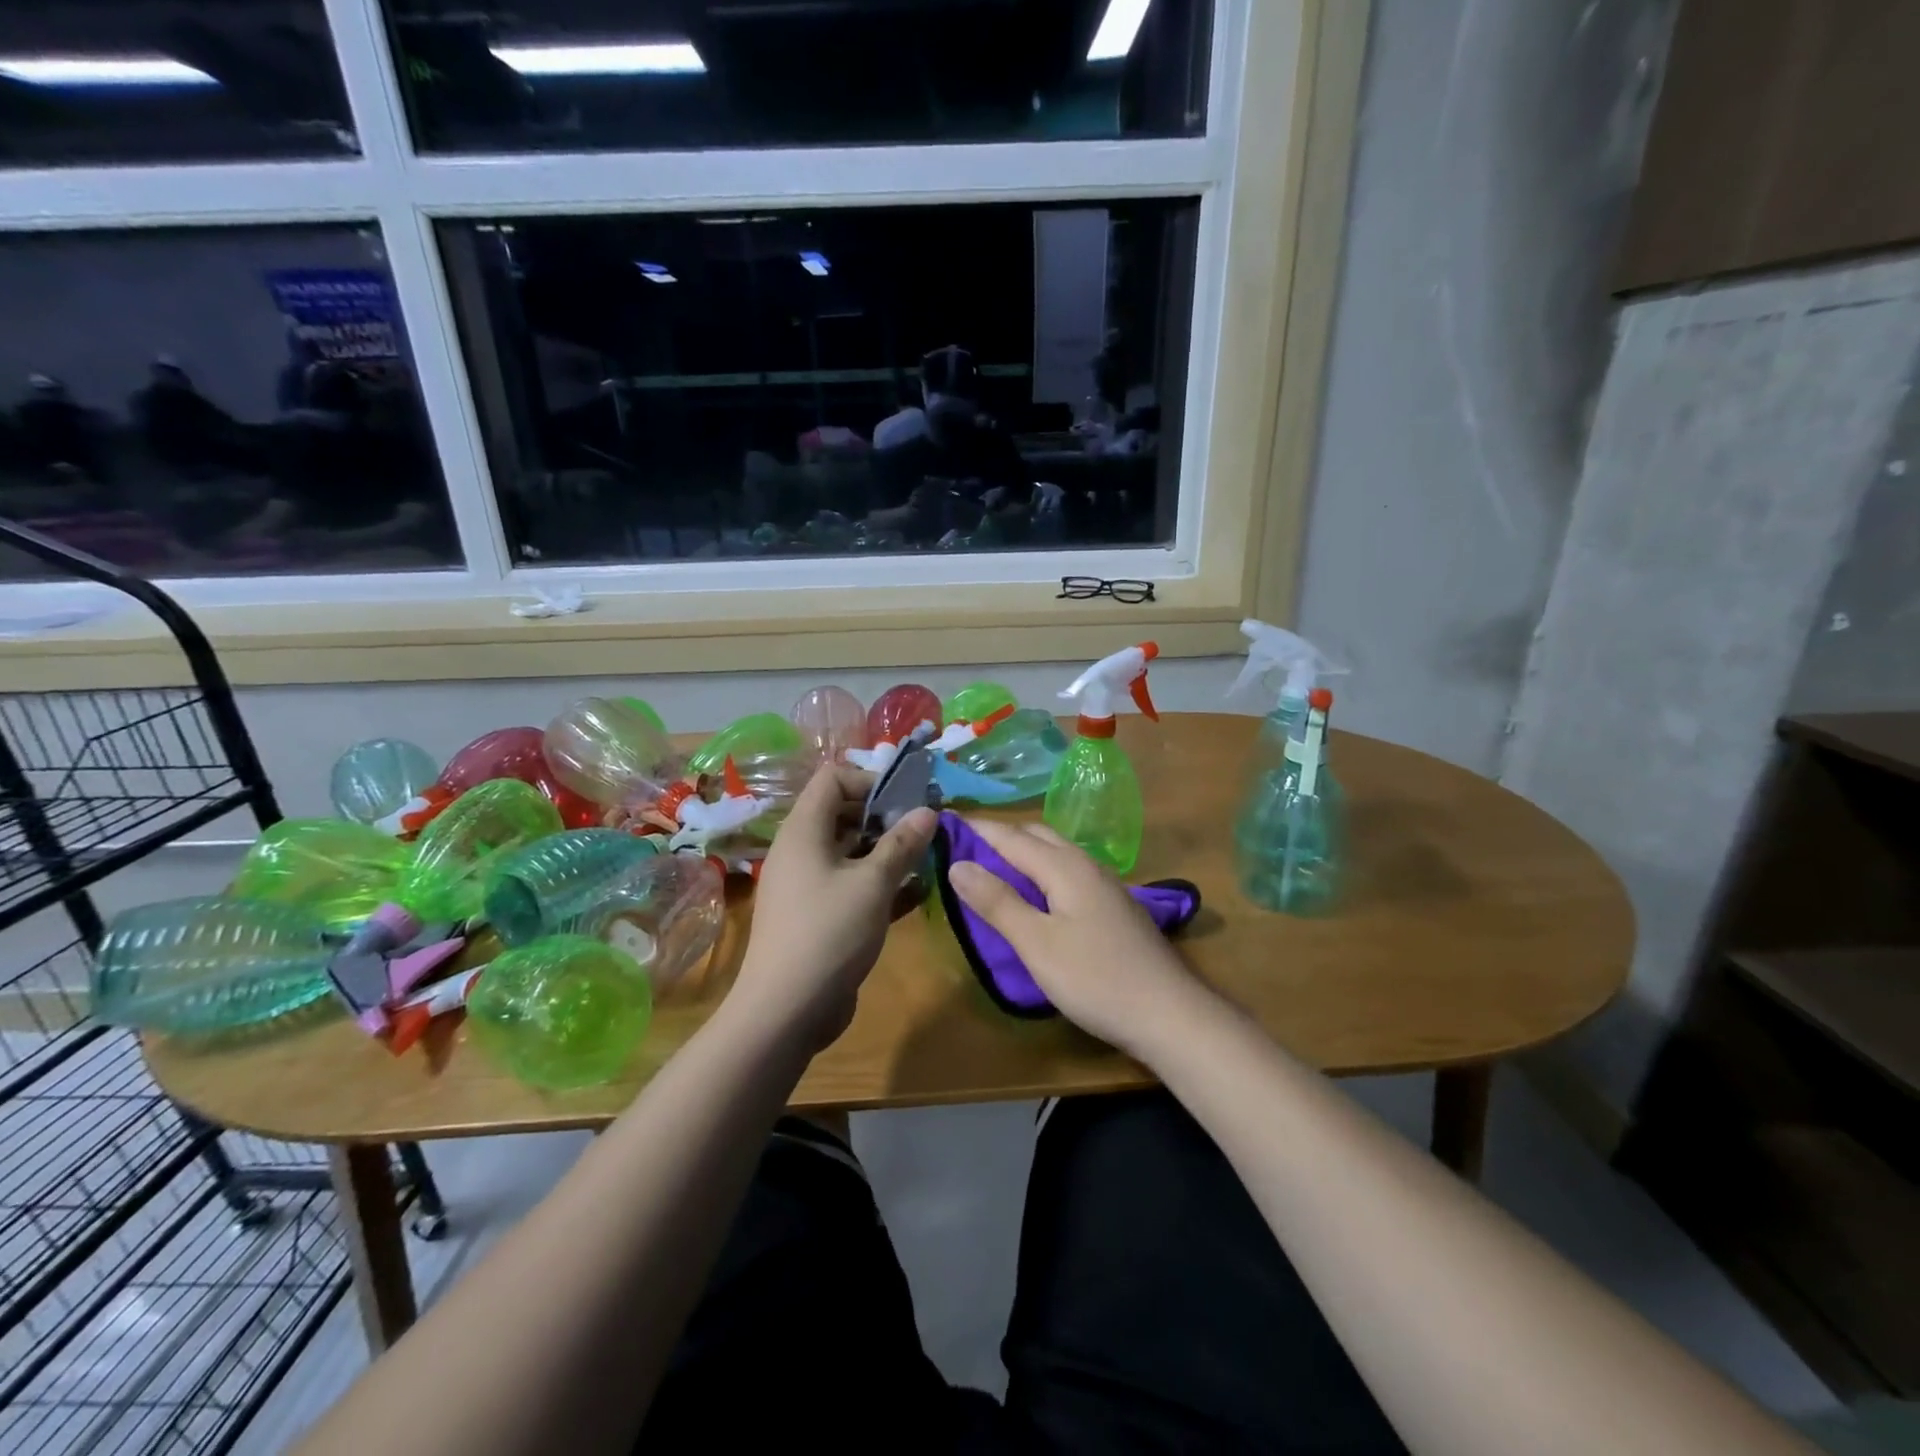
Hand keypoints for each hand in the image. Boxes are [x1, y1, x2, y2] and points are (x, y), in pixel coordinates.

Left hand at [732, 765, 936, 1051]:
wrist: (785, 1011)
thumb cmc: (829, 933)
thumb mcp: (873, 883)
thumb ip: (902, 844)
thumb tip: (928, 810)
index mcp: (804, 830)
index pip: (833, 779)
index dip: (870, 781)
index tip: (906, 802)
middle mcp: (801, 850)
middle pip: (842, 813)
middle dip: (885, 818)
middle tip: (922, 832)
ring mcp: (806, 885)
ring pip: (850, 852)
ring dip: (886, 852)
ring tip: (925, 860)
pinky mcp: (817, 915)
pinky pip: (850, 885)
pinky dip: (879, 884)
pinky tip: (915, 894)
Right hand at [948, 819, 1204, 1060]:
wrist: (1170, 1013)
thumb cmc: (1096, 979)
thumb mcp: (1036, 944)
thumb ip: (997, 902)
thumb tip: (958, 864)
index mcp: (1064, 866)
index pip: (1010, 836)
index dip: (976, 829)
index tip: (943, 822)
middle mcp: (1086, 865)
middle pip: (1036, 836)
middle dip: (1000, 835)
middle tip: (965, 846)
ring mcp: (1105, 885)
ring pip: (1056, 853)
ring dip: (1022, 851)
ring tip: (993, 867)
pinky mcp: (1113, 907)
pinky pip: (1068, 871)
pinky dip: (1041, 870)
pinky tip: (1036, 893)